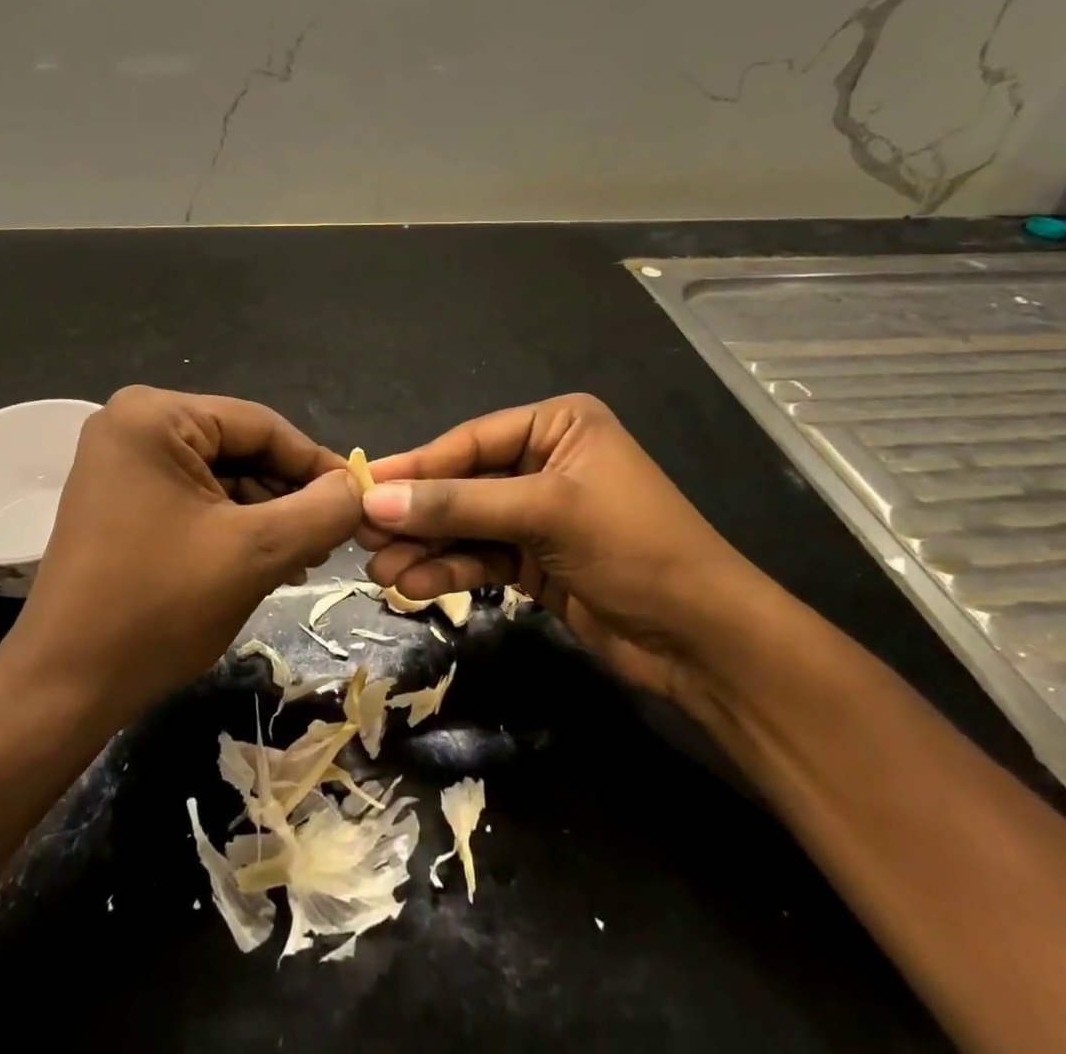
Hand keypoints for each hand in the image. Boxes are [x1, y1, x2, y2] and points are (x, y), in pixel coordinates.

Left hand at [4, 386, 362, 719]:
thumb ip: (320, 512)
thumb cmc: (158, 608)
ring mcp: (122, 461)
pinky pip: (194, 497)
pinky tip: (266, 560)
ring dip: (265, 515)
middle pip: (239, 448)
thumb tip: (358, 489)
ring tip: (305, 558)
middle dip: (288, 495)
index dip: (316, 464)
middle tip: (332, 538)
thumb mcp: (255, 554)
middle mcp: (133, 423)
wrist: (63, 688)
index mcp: (155, 415)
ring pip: (221, 476)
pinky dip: (232, 525)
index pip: (261, 425)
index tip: (359, 501)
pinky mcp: (121, 497)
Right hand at [360, 394, 771, 705]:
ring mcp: (539, 513)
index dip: (415, 466)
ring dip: (425, 547)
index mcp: (557, 425)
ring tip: (380, 571)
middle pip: (462, 483)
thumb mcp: (544, 513)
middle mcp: (545, 461)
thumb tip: (375, 500)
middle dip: (416, 513)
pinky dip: (448, 569)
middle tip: (360, 535)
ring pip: (466, 524)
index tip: (362, 486)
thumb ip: (458, 504)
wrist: (705, 640)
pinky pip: (480, 556)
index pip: (470, 441)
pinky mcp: (536, 560)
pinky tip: (413, 584)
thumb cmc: (633, 547)